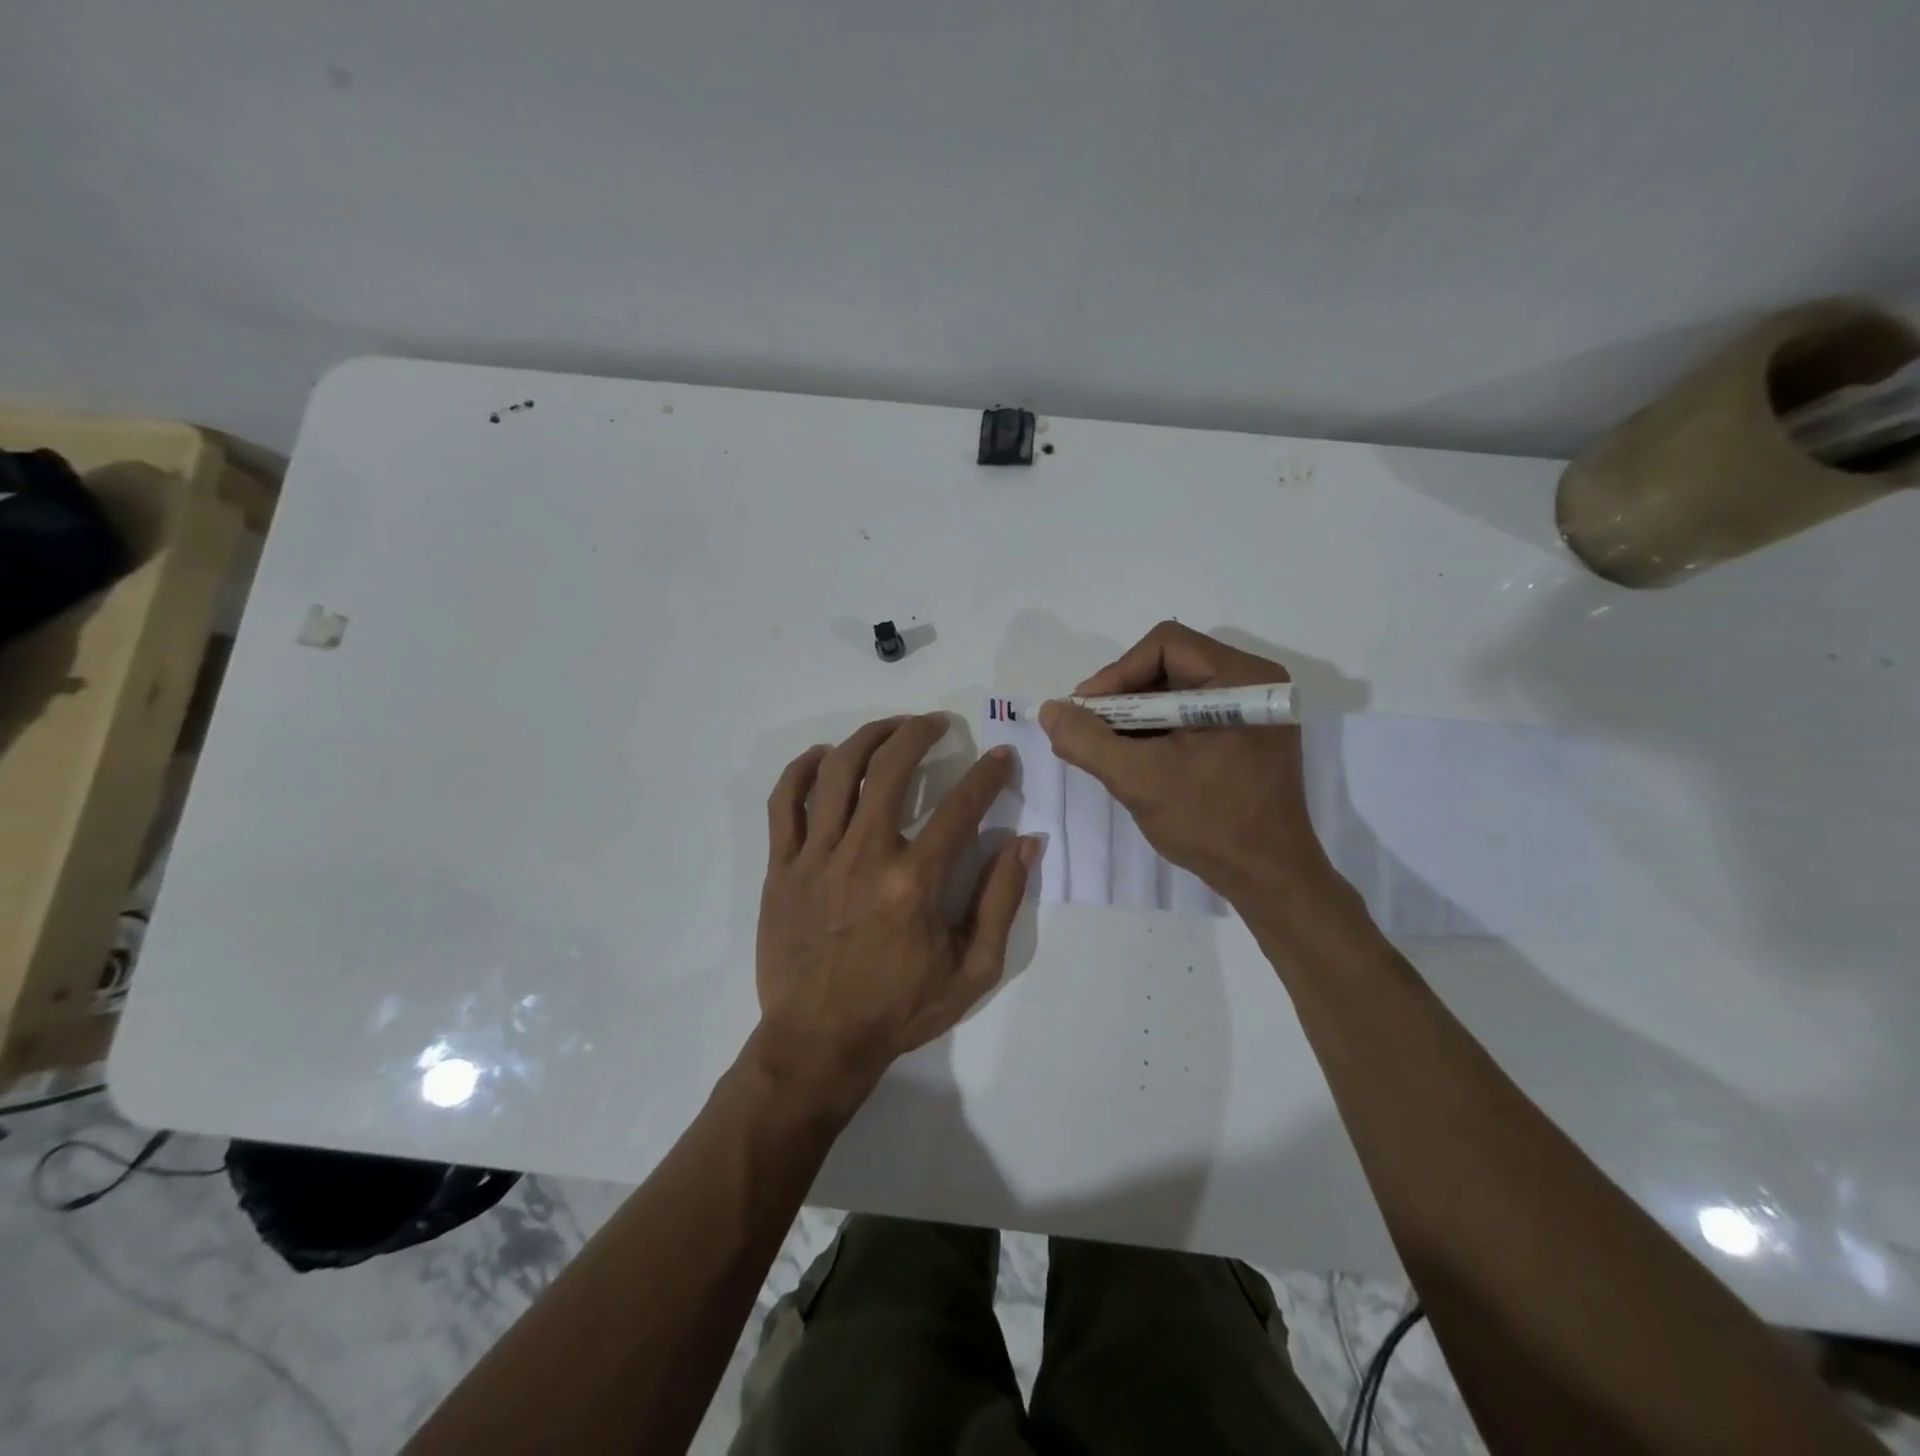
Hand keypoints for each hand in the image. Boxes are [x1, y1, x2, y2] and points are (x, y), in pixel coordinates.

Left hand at [752, 714, 1037, 1114]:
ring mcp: (816, 858)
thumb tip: (1026, 842)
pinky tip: (823, 756)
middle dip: (920, 733)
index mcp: (914, 882)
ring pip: (837, 772)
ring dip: (867, 737)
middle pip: (891, 768)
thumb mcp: (973, 970)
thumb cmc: (900, 1009)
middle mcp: (864, 855)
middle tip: (937, 723)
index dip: (989, 775)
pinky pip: (784, 803)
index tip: (1002, 756)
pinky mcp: (782, 867)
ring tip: (890, 728)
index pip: (961, 807)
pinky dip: (801, 770)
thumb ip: (1002, 901)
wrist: (819, 1043)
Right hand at [1038, 622, 1337, 911]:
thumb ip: (1088, 740)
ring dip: (1134, 716)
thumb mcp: (1139, 779)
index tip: (1086, 711)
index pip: (1165, 645)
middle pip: (1169, 665)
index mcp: (1242, 679)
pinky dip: (1155, 731)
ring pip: (1175, 692)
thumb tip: (1050, 710)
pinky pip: (1188, 716)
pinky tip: (1132, 758)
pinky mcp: (1245, 736)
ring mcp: (1251, 712)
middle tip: (1089, 729)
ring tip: (1104, 748)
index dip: (1117, 673)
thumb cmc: (1211, 823)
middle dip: (1122, 697)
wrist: (1269, 880)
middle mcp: (1252, 683)